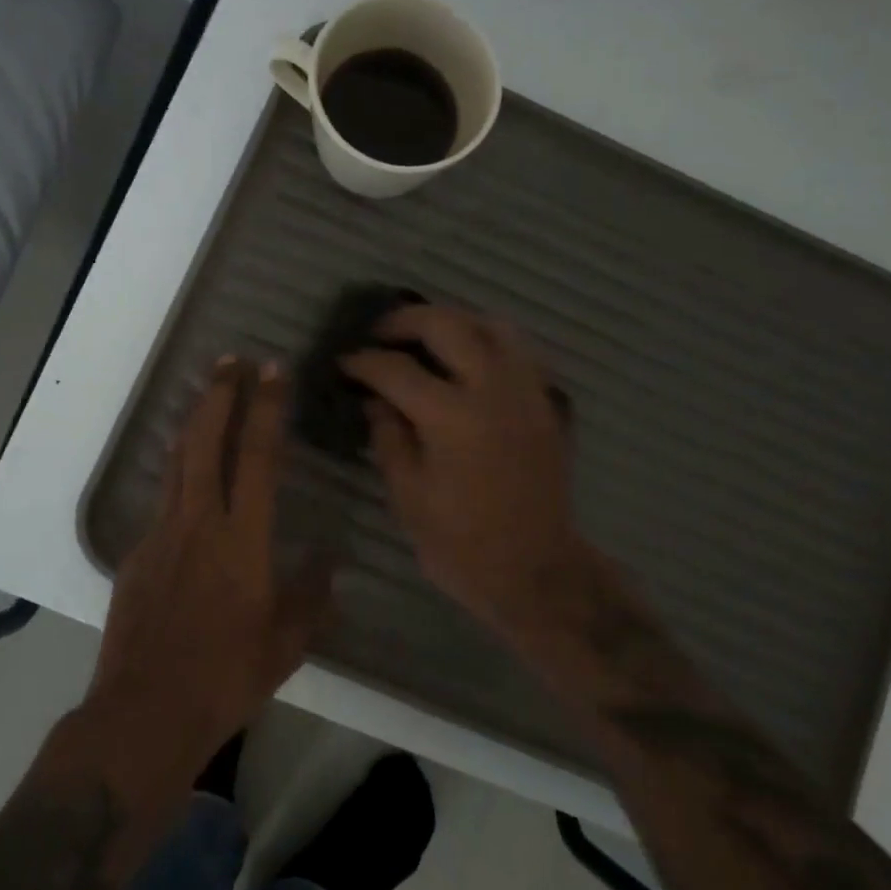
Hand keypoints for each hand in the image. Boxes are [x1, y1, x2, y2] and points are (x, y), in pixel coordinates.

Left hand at [87, 357, 332, 783]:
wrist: (143, 714)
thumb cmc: (226, 678)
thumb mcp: (287, 645)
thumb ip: (312, 597)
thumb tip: (328, 562)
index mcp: (242, 539)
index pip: (256, 456)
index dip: (265, 407)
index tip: (272, 370)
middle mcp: (199, 523)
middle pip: (205, 441)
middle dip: (220, 394)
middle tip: (231, 360)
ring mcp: (160, 535)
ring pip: (176, 462)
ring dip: (194, 422)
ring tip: (207, 393)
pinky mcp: (135, 555)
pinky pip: (162, 502)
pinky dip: (178, 474)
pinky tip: (189, 481)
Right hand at [342, 305, 588, 646]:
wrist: (534, 570)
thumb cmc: (461, 542)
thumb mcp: (408, 494)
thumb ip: (389, 436)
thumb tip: (375, 398)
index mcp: (451, 417)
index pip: (397, 370)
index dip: (364, 361)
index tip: (345, 361)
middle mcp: (492, 390)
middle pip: (448, 326)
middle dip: (407, 320)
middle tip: (382, 333)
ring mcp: (525, 392)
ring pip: (493, 326)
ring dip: (455, 321)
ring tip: (428, 336)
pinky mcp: (545, 404)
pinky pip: (519, 351)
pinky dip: (490, 341)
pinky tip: (470, 359)